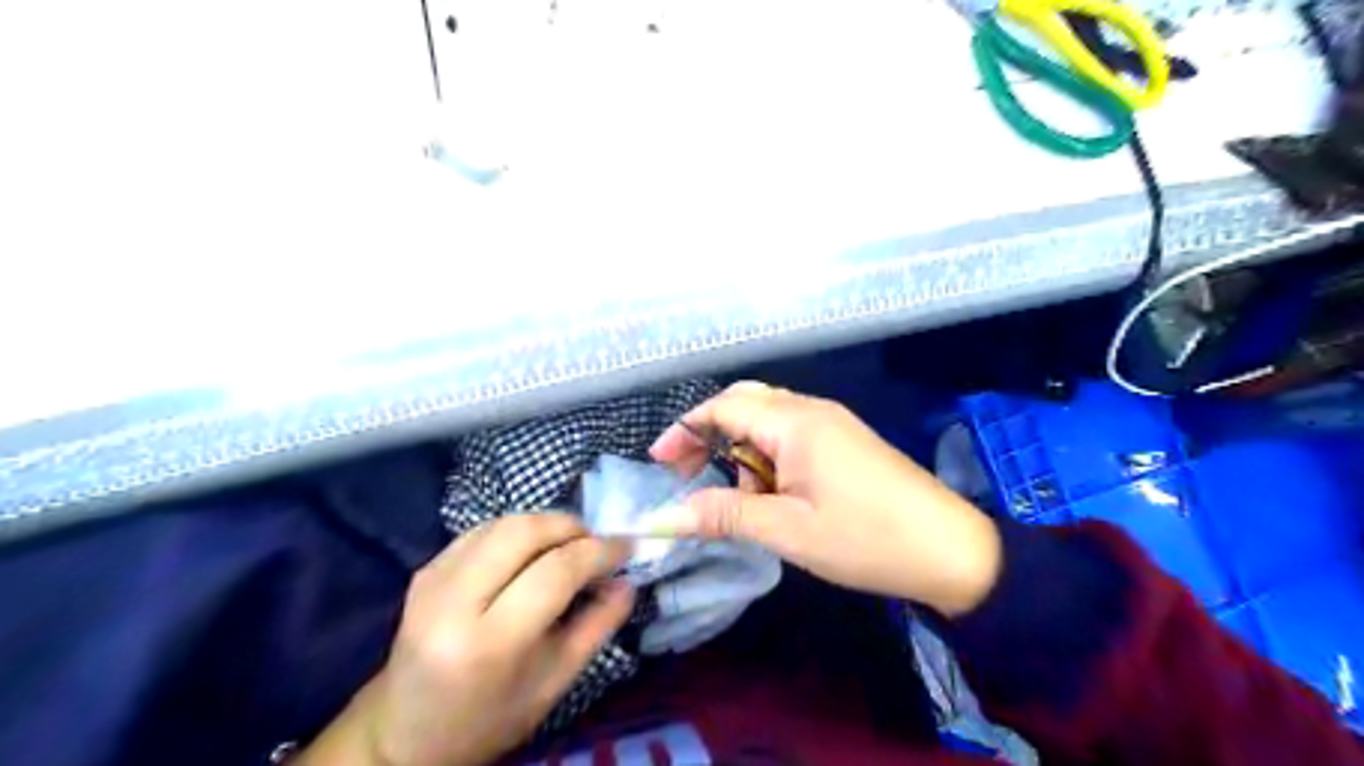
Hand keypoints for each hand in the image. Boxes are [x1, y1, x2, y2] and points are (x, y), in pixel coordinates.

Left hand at [294, 513, 632, 765]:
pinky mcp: (423, 570)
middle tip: (596, 542)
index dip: (599, 551)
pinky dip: (517, 531)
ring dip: (545, 524)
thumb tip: (627, 581)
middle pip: (524, 531)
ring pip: (502, 523)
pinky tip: (532, 552)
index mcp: (490, 643)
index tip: (627, 546)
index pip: (556, 571)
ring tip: (569, 545)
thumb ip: (597, 627)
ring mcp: (431, 580)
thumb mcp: (555, 683)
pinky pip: (481, 531)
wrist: (405, 733)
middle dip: (571, 526)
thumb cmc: (489, 718)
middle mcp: (453, 602)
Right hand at [649, 381, 997, 614]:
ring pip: (767, 421)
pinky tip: (773, 496)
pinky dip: (768, 460)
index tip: (658, 464)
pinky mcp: (844, 442)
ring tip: (740, 500)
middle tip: (686, 473)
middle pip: (743, 403)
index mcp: (794, 421)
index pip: (722, 407)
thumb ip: (723, 515)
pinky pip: (791, 437)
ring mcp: (831, 423)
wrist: (951, 550)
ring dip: (741, 452)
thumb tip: (663, 518)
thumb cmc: (865, 538)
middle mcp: (811, 409)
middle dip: (708, 434)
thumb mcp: (787, 530)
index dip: (684, 431)